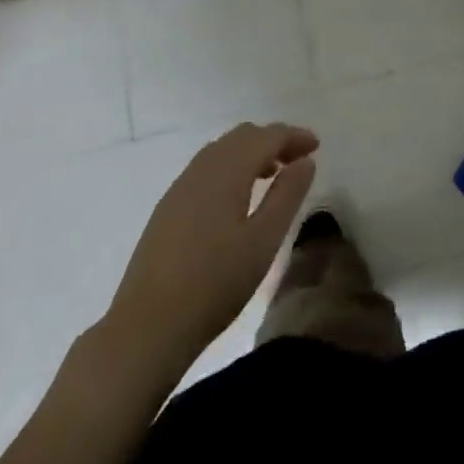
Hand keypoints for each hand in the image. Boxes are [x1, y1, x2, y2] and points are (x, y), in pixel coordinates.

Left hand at [102, 122, 318, 371]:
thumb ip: (288, 195)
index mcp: (226, 172)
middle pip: (241, 136)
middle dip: (273, 141)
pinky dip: (230, 168)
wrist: (147, 327)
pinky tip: (237, 199)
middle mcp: (200, 170)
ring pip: (221, 151)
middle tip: (298, 161)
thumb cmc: (215, 284)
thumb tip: (305, 162)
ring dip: (250, 153)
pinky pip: (206, 169)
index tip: (316, 147)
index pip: (265, 136)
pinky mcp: (167, 209)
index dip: (293, 136)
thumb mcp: (264, 241)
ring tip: (272, 177)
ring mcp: (179, 188)